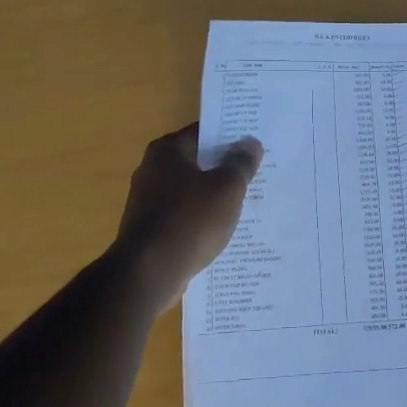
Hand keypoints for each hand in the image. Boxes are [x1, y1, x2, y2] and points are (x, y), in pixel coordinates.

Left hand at [113, 124, 262, 303]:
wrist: (148, 274)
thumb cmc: (190, 221)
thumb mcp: (227, 189)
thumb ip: (240, 163)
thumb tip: (250, 143)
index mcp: (168, 150)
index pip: (204, 132)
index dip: (231, 136)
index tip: (255, 144)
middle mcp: (153, 169)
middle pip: (198, 161)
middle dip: (225, 167)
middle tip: (258, 172)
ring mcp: (148, 200)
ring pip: (191, 190)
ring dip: (214, 195)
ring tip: (247, 202)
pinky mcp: (150, 228)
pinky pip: (184, 215)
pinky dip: (201, 218)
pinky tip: (223, 229)